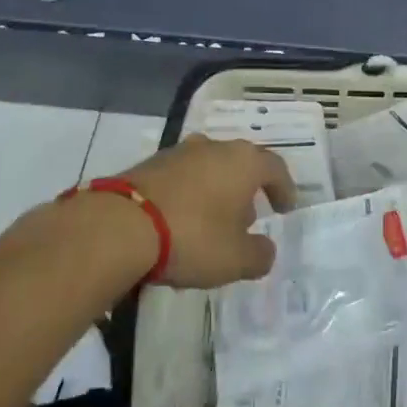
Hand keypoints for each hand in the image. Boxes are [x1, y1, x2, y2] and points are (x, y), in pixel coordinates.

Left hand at [120, 134, 296, 288]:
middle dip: (247, 191)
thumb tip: (265, 249)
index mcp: (244, 162)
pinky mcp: (150, 164)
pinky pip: (182, 177)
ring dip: (216, 191)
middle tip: (247, 219)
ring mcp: (180, 152)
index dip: (284, 188)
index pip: (275, 168)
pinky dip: (188, 194)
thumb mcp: (235, 259)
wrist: (121, 226)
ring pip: (209, 168)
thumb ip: (259, 255)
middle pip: (240, 165)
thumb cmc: (192, 237)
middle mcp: (215, 147)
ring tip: (212, 222)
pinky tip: (180, 221)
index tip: (285, 208)